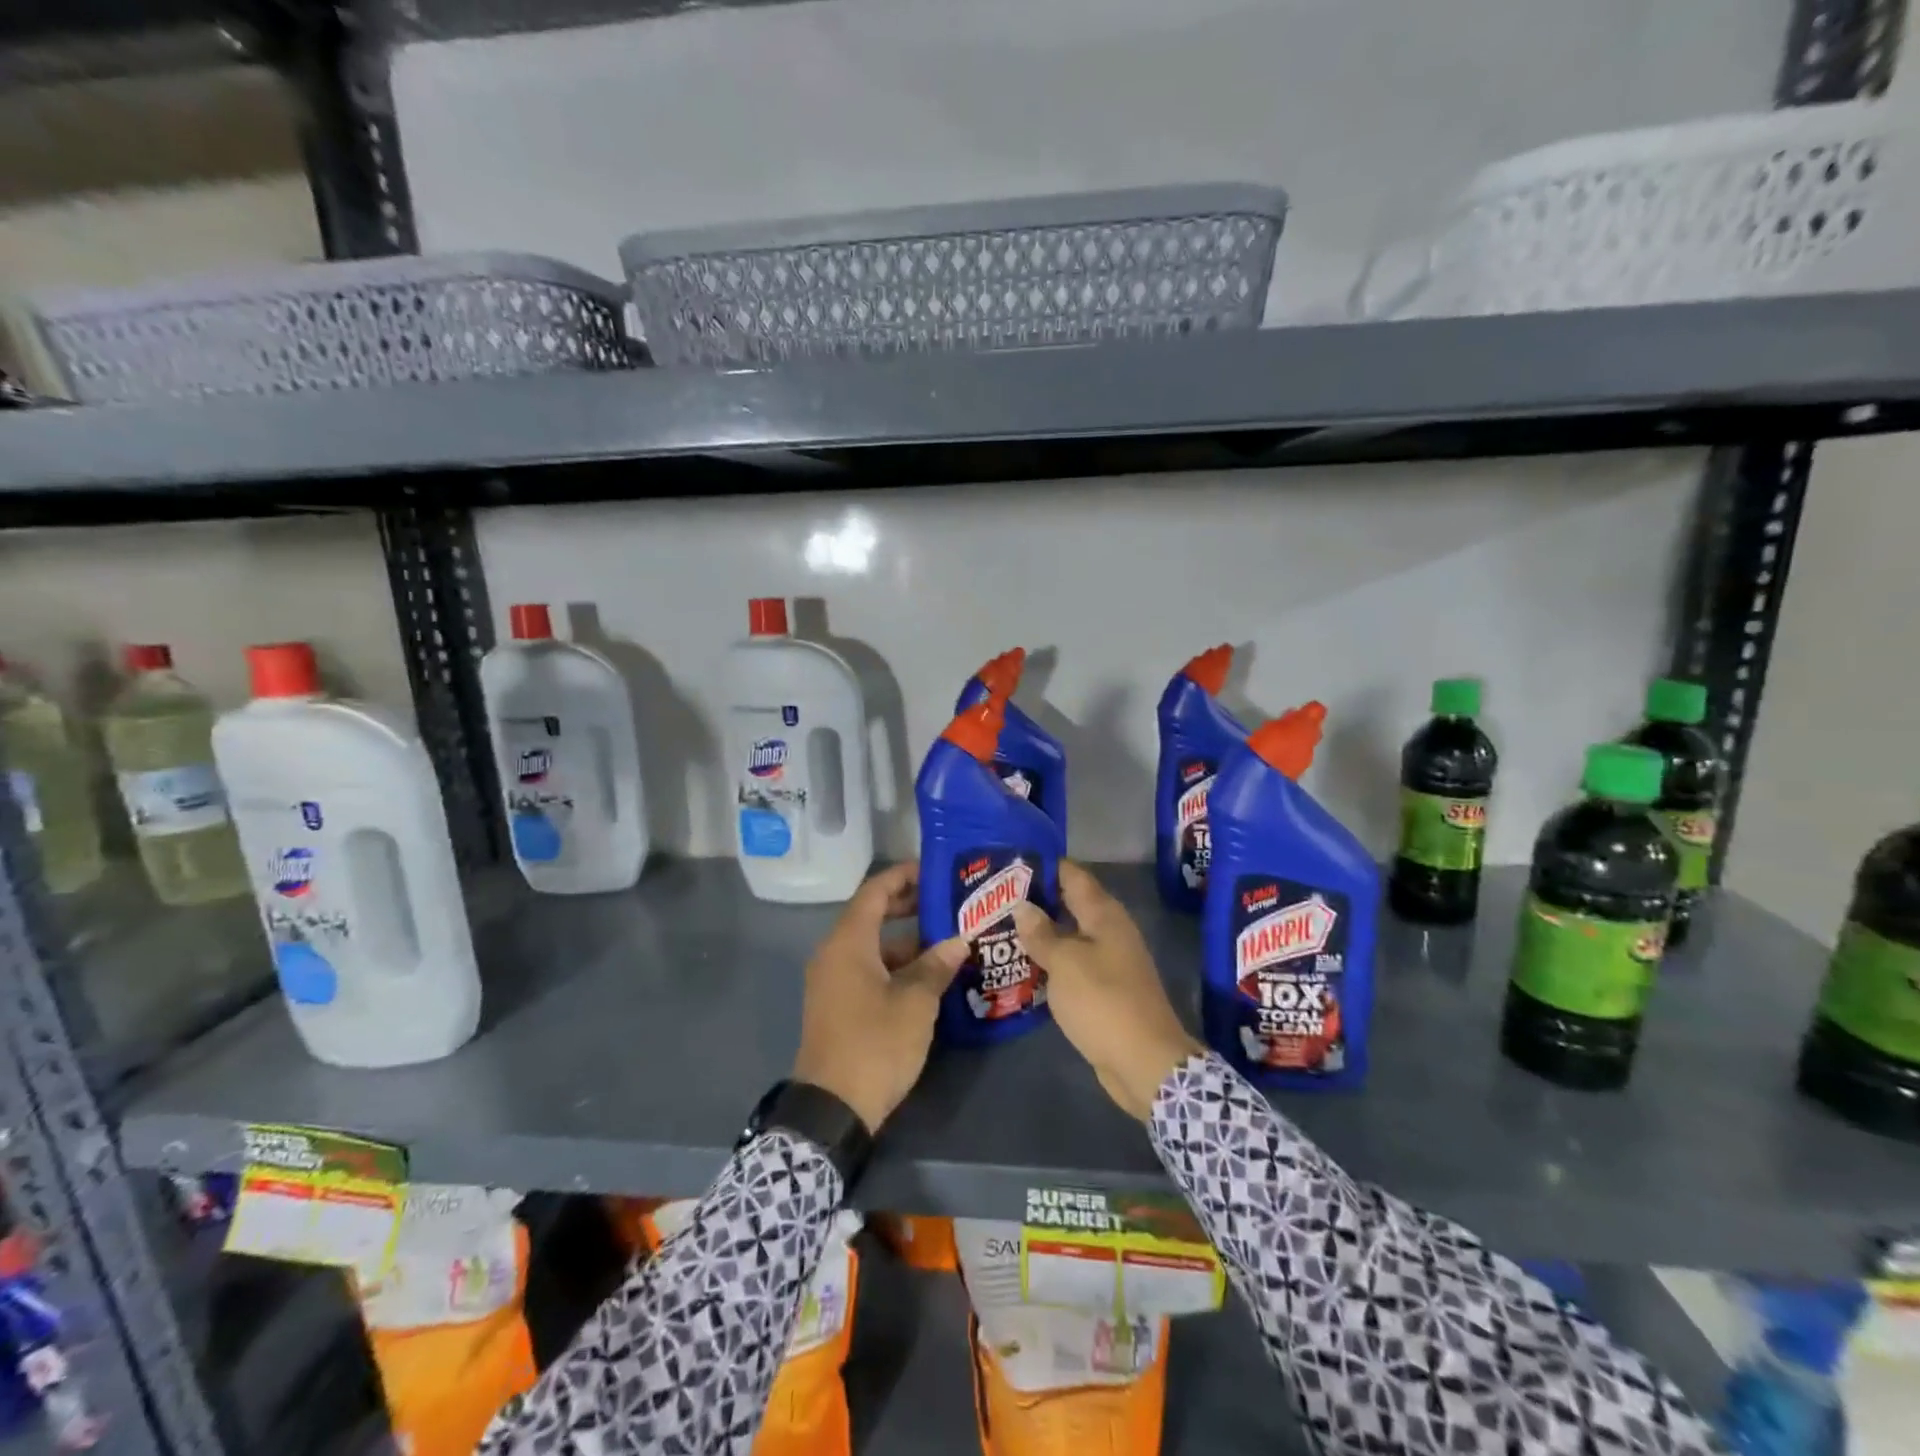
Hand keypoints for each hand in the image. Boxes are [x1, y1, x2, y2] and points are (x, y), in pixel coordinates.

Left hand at [792, 863, 967, 1131]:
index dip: (903, 876)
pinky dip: (896, 966)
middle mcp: (834, 954)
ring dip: (907, 942)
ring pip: (873, 946)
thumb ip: (936, 965)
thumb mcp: (915, 1003)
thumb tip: (958, 941)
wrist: (832, 1108)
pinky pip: (868, 969)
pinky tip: (928, 977)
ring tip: (948, 942)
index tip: (935, 871)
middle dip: (908, 906)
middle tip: (947, 903)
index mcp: (848, 943)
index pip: (874, 891)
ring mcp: (833, 981)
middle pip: (871, 916)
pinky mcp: (838, 1004)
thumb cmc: (875, 1044)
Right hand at [1011, 862, 1202, 1120]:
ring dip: (1040, 933)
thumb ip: (1041, 934)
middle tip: (995, 897)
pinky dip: (1049, 960)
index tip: (1009, 862)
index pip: (1072, 875)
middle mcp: (1109, 931)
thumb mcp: (1065, 963)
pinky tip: (1022, 965)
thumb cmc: (1103, 1002)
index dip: (1043, 865)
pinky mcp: (1103, 989)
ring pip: (1069, 936)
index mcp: (1104, 915)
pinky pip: (1071, 964)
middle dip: (1035, 899)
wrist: (1144, 1062)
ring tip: (1000, 927)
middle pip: (1069, 904)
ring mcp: (1108, 961)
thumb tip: (1022, 906)